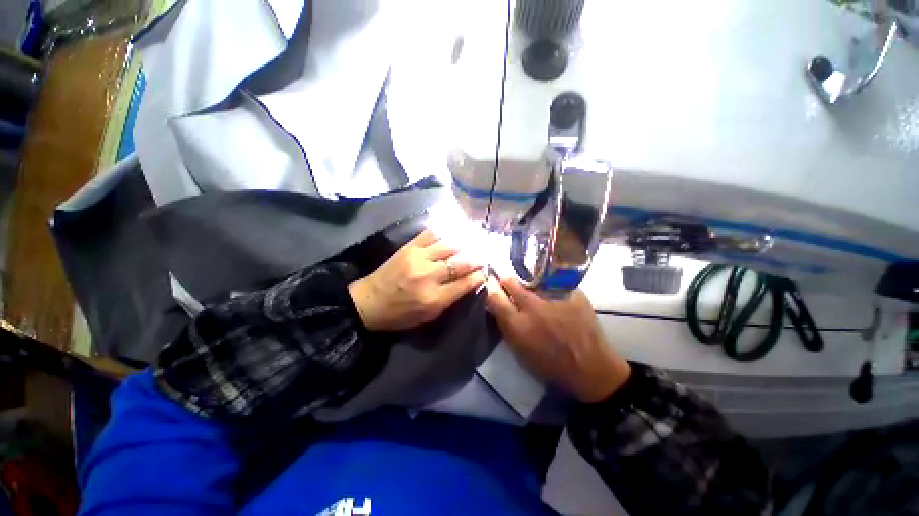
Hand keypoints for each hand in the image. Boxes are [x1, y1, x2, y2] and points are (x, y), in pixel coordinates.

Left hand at [348, 229, 485, 330]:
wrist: (369, 302)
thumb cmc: (400, 314)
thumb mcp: (428, 316)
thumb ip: (450, 299)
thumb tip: (469, 282)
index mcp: (434, 298)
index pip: (466, 283)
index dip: (479, 276)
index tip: (485, 272)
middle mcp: (429, 276)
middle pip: (461, 263)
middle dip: (476, 260)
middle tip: (482, 257)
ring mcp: (418, 258)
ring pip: (449, 246)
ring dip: (463, 246)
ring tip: (469, 245)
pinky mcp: (408, 247)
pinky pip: (431, 234)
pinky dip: (443, 233)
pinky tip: (450, 235)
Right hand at [485, 276, 630, 402]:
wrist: (591, 368)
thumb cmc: (551, 365)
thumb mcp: (520, 352)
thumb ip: (507, 327)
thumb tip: (497, 308)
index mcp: (517, 325)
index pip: (494, 297)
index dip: (491, 288)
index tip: (492, 284)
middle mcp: (532, 307)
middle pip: (511, 282)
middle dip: (507, 282)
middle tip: (510, 285)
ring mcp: (554, 298)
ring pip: (533, 281)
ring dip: (529, 285)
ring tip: (535, 292)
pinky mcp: (574, 294)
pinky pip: (555, 285)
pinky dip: (551, 289)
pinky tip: (556, 298)